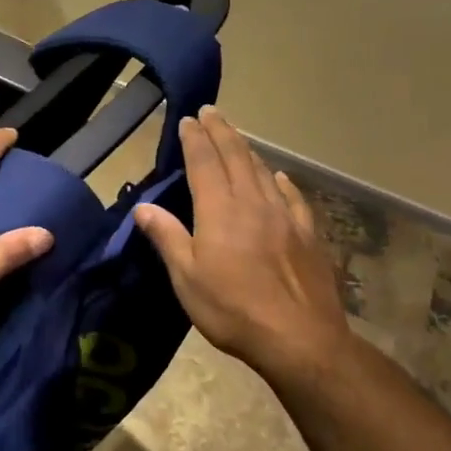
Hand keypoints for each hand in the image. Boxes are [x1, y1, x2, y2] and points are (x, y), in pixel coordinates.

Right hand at [133, 108, 353, 383]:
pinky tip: (278, 177)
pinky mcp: (308, 235)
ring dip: (247, 150)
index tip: (188, 119)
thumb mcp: (187, 278)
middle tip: (211, 111)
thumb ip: (167, 237)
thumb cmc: (232, 309)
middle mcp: (253, 203)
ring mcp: (285, 217)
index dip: (195, 139)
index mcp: (220, 210)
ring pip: (263, 171)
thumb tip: (142, 207)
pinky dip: (281, 181)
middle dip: (222, 131)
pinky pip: (292, 197)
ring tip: (236, 136)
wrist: (299, 338)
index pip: (205, 162)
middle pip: (236, 156)